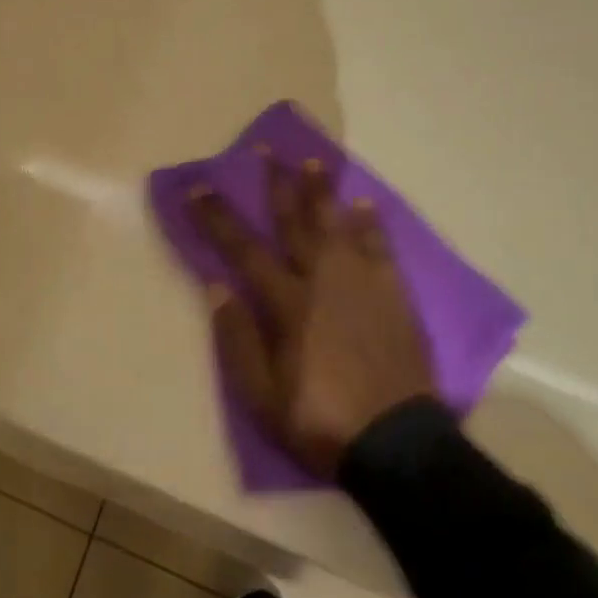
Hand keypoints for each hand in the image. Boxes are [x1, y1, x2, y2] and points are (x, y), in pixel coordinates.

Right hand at [189, 158, 438, 477]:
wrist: (398, 446)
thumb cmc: (320, 420)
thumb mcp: (262, 394)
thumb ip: (237, 337)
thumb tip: (217, 285)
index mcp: (288, 302)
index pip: (243, 249)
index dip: (218, 217)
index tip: (199, 187)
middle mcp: (323, 279)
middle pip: (295, 222)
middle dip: (277, 184)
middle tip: (268, 150)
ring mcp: (363, 283)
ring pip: (338, 224)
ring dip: (323, 192)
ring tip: (314, 162)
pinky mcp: (395, 295)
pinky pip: (381, 248)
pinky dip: (372, 224)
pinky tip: (365, 204)